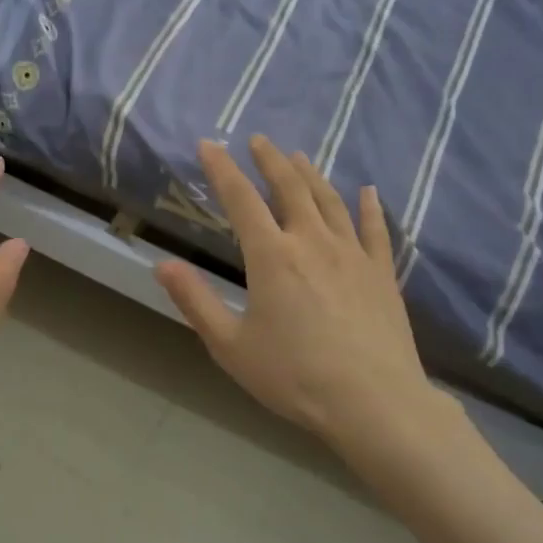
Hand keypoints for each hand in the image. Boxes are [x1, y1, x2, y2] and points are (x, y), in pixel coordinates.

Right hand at [155, 137, 455, 458]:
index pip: (241, 199)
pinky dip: (369, 206)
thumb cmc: (294, 376)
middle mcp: (311, 242)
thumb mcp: (230, 345)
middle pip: (289, 187)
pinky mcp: (382, 273)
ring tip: (298, 157)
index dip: (222, 169)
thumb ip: (195, 301)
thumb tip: (161, 264)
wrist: (373, 402)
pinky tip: (368, 192)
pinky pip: (375, 229)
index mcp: (271, 256)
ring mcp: (352, 254)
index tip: (209, 145)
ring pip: (330, 200)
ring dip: (311, 175)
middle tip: (259, 139)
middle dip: (270, 160)